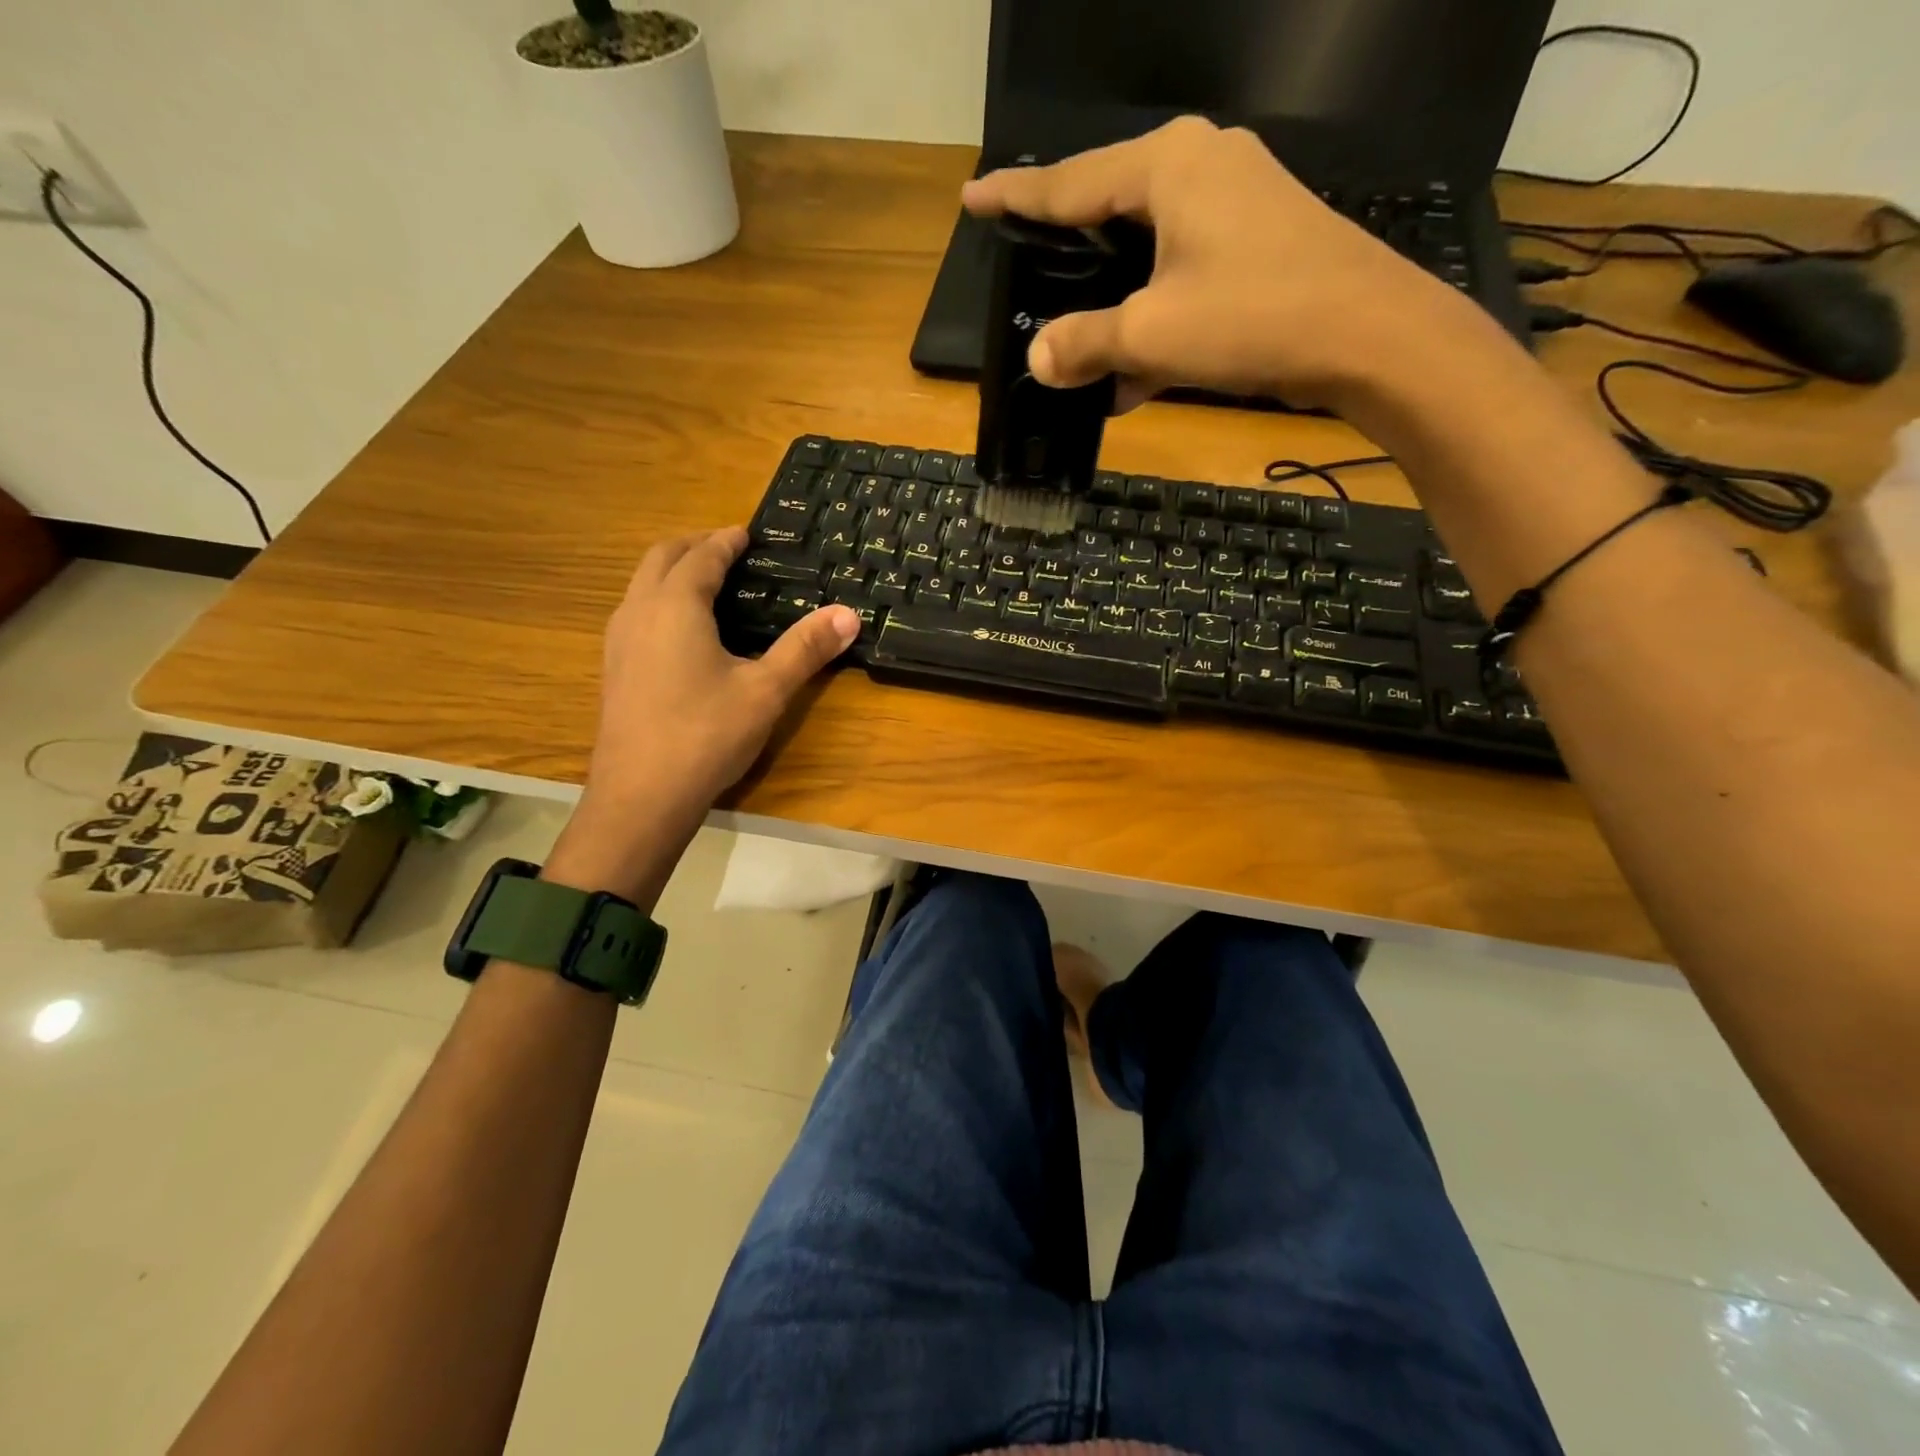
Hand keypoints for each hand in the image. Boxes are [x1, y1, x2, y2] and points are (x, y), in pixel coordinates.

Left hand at [549, 528, 858, 898]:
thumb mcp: (766, 691)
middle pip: (660, 558)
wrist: (641, 797)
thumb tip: (848, 614)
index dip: (725, 541)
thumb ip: (805, 648)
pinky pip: (635, 613)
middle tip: (727, 549)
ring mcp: (618, 641)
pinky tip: (682, 633)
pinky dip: (660, 600)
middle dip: (693, 546)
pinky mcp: (613, 669)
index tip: (746, 533)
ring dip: (672, 571)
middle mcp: (639, 612)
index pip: (701, 556)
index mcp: (675, 606)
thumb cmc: (706, 735)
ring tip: (707, 584)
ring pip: (642, 585)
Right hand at [961, 116, 1468, 411]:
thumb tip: (1037, 360)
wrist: (1371, 337)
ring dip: (1112, 303)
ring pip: (1147, 249)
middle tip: (1024, 265)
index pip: (1069, 182)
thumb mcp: (1151, 335)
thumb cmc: (1253, 317)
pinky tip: (1132, 376)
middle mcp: (1202, 165)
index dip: (1017, 196)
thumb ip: (1085, 343)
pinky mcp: (1259, 241)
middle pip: (1109, 209)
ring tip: (1075, 339)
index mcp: (1167, 166)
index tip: (973, 197)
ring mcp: (1237, 201)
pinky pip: (1183, 273)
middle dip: (1067, 249)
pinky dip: (1154, 318)